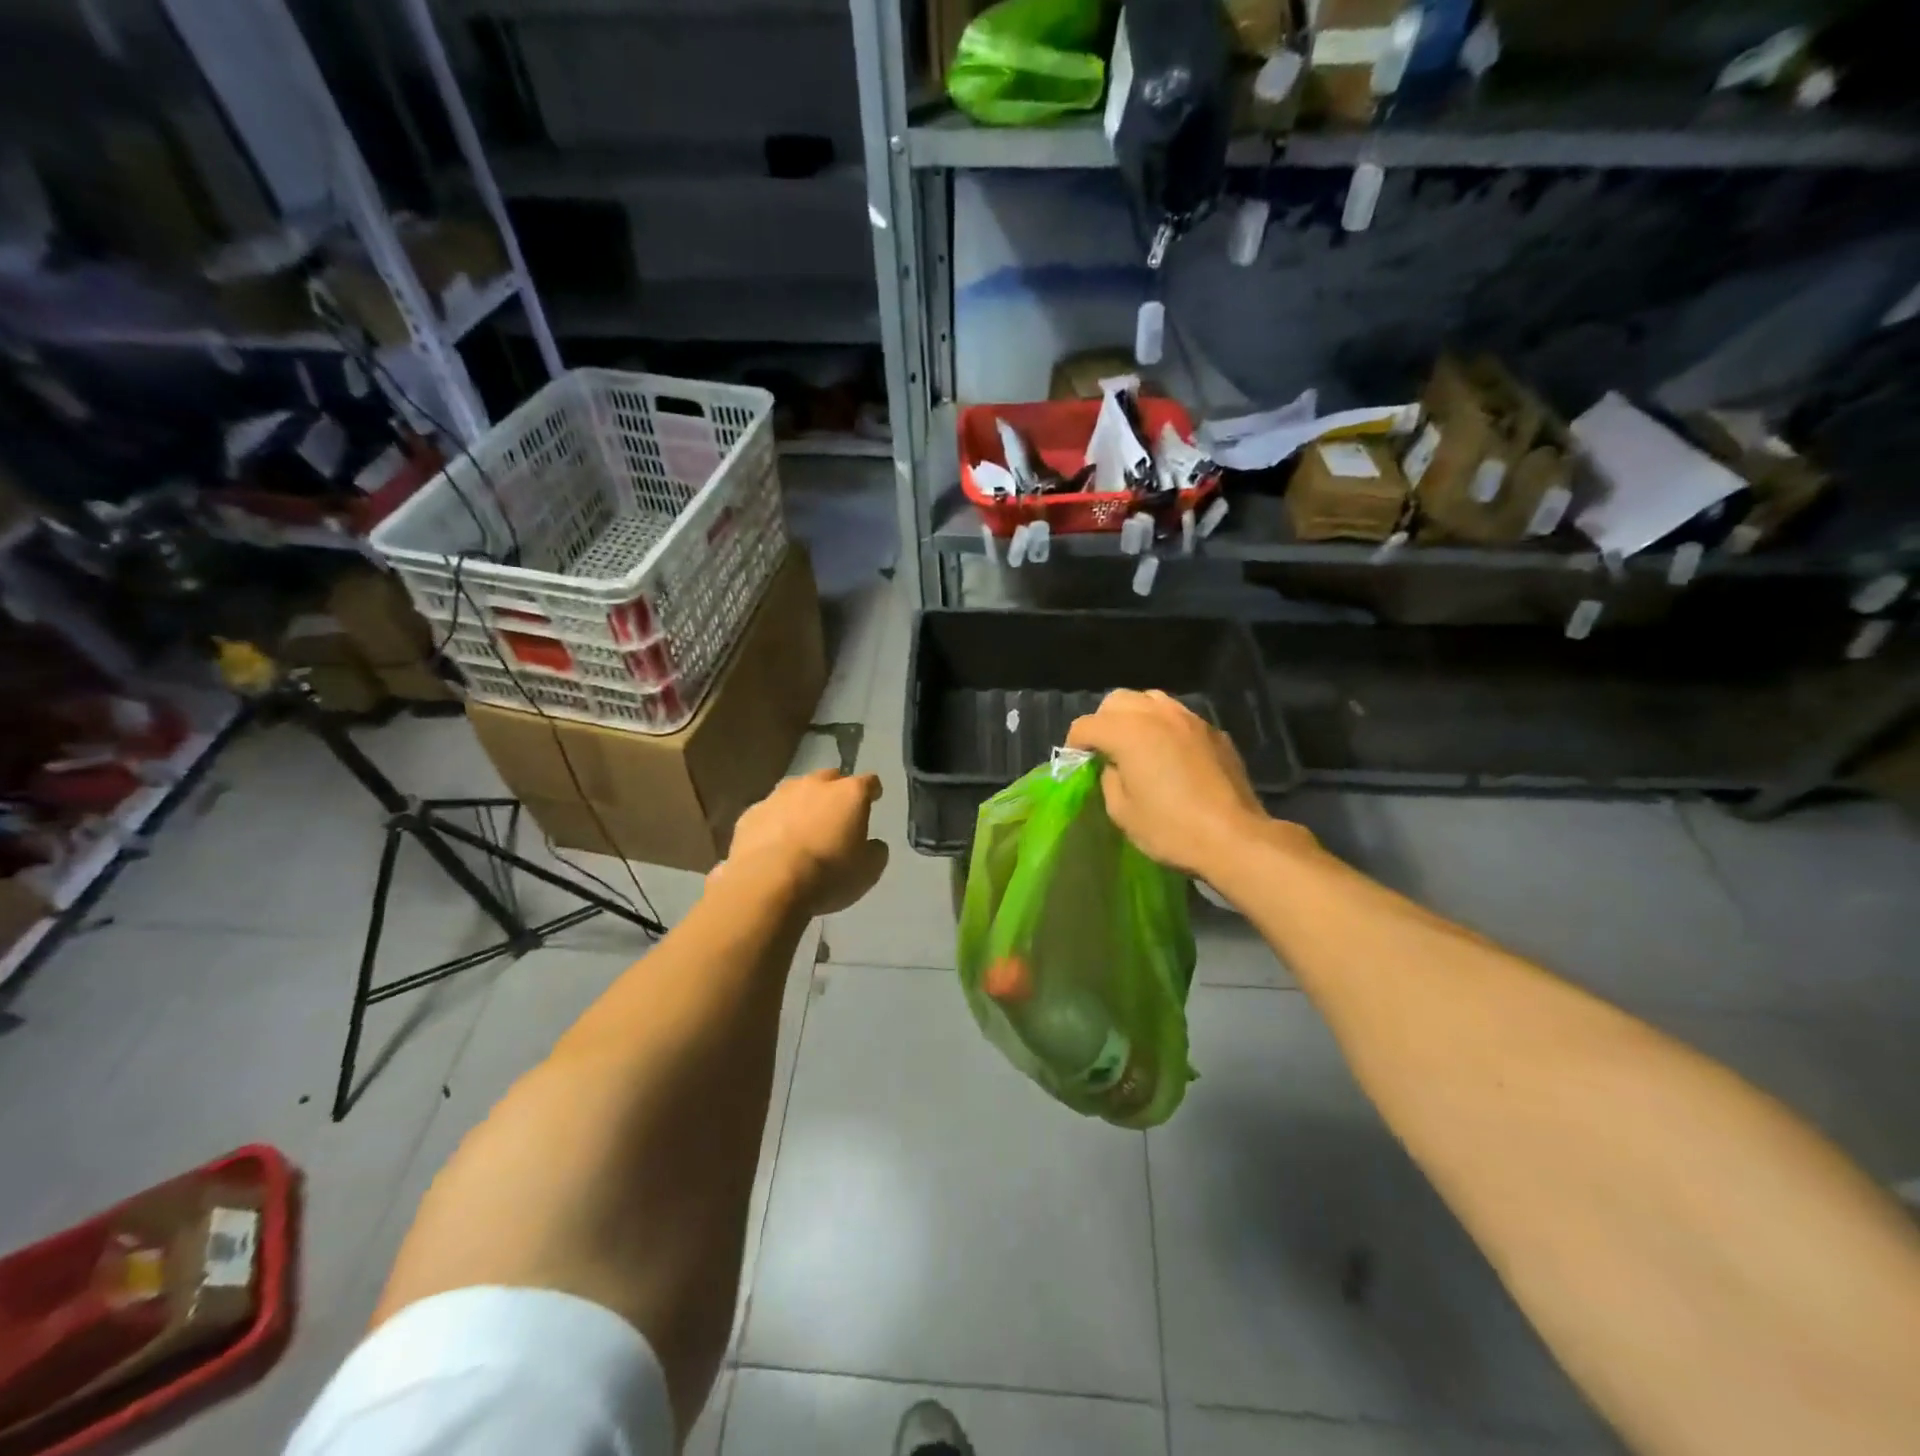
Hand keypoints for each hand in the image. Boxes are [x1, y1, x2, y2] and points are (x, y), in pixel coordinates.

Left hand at [722, 769, 889, 916]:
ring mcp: (779, 796)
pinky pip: (769, 812)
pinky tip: (774, 843)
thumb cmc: (828, 874)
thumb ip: (875, 851)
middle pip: (830, 778)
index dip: (872, 790)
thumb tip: (873, 844)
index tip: (874, 799)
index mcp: (849, 794)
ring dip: (803, 804)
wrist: (768, 883)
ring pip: (796, 790)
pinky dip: (775, 822)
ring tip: (803, 827)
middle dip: (835, 792)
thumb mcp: (868, 871)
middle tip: (836, 814)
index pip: (869, 782)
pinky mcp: (751, 813)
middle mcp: (814, 785)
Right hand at [1066, 690, 1274, 879]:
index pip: (1086, 725)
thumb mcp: (1122, 811)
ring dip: (1135, 716)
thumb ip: (1109, 778)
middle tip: (1104, 750)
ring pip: (1150, 699)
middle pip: (1116, 700)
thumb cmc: (1171, 829)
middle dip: (1103, 722)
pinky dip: (1164, 726)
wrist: (1234, 837)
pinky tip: (1169, 753)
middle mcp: (1157, 714)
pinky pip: (1178, 715)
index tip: (1078, 764)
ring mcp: (1189, 718)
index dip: (1075, 744)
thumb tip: (1113, 765)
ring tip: (1136, 743)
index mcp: (1128, 732)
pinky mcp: (1212, 731)